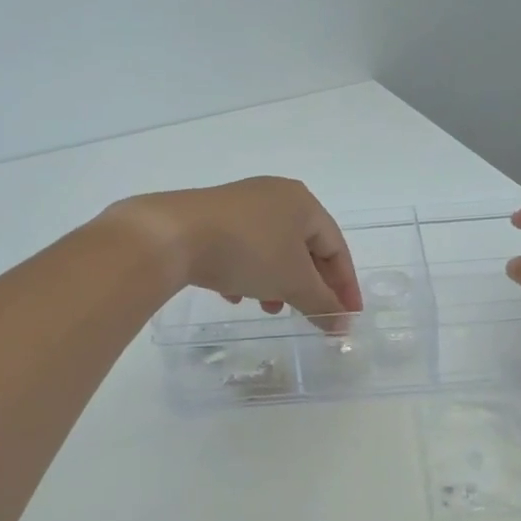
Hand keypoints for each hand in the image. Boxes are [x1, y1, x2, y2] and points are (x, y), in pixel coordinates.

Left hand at [104, 177, 362, 319]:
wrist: (172, 235)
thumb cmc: (247, 252)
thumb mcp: (292, 281)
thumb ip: (322, 303)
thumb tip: (343, 325)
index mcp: (303, 203)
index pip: (336, 247)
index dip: (345, 285)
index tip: (348, 318)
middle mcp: (275, 196)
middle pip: (304, 248)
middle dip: (308, 286)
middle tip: (308, 315)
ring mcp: (240, 204)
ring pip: (271, 250)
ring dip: (276, 283)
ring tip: (267, 309)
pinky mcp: (210, 217)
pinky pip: (241, 248)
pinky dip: (246, 273)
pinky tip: (233, 295)